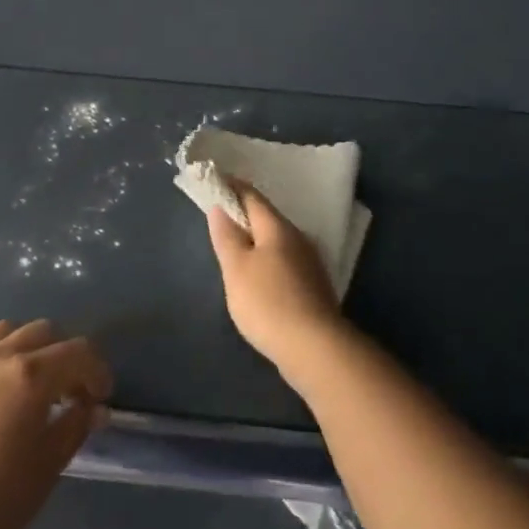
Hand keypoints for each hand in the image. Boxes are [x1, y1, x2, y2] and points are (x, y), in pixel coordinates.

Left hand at [0, 319, 111, 528]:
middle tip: (67, 390)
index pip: (78, 352)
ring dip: (26, 347)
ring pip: (6, 331)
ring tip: (27, 380)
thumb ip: (75, 427)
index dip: (97, 371)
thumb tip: (94, 408)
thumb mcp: (47, 466)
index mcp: (33, 374)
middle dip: (63, 355)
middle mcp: (0, 355)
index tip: (100, 398)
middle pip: (44, 332)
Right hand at [207, 184, 349, 375]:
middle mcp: (297, 237)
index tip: (214, 181)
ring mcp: (309, 262)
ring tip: (235, 247)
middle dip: (244, 214)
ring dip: (256, 239)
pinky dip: (267, 259)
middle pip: (266, 217)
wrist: (315, 348)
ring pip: (277, 241)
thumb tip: (220, 207)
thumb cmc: (268, 303)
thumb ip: (226, 236)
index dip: (231, 186)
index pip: (251, 196)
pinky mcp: (313, 286)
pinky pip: (284, 261)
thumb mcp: (236, 269)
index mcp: (277, 227)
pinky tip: (259, 276)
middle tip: (220, 216)